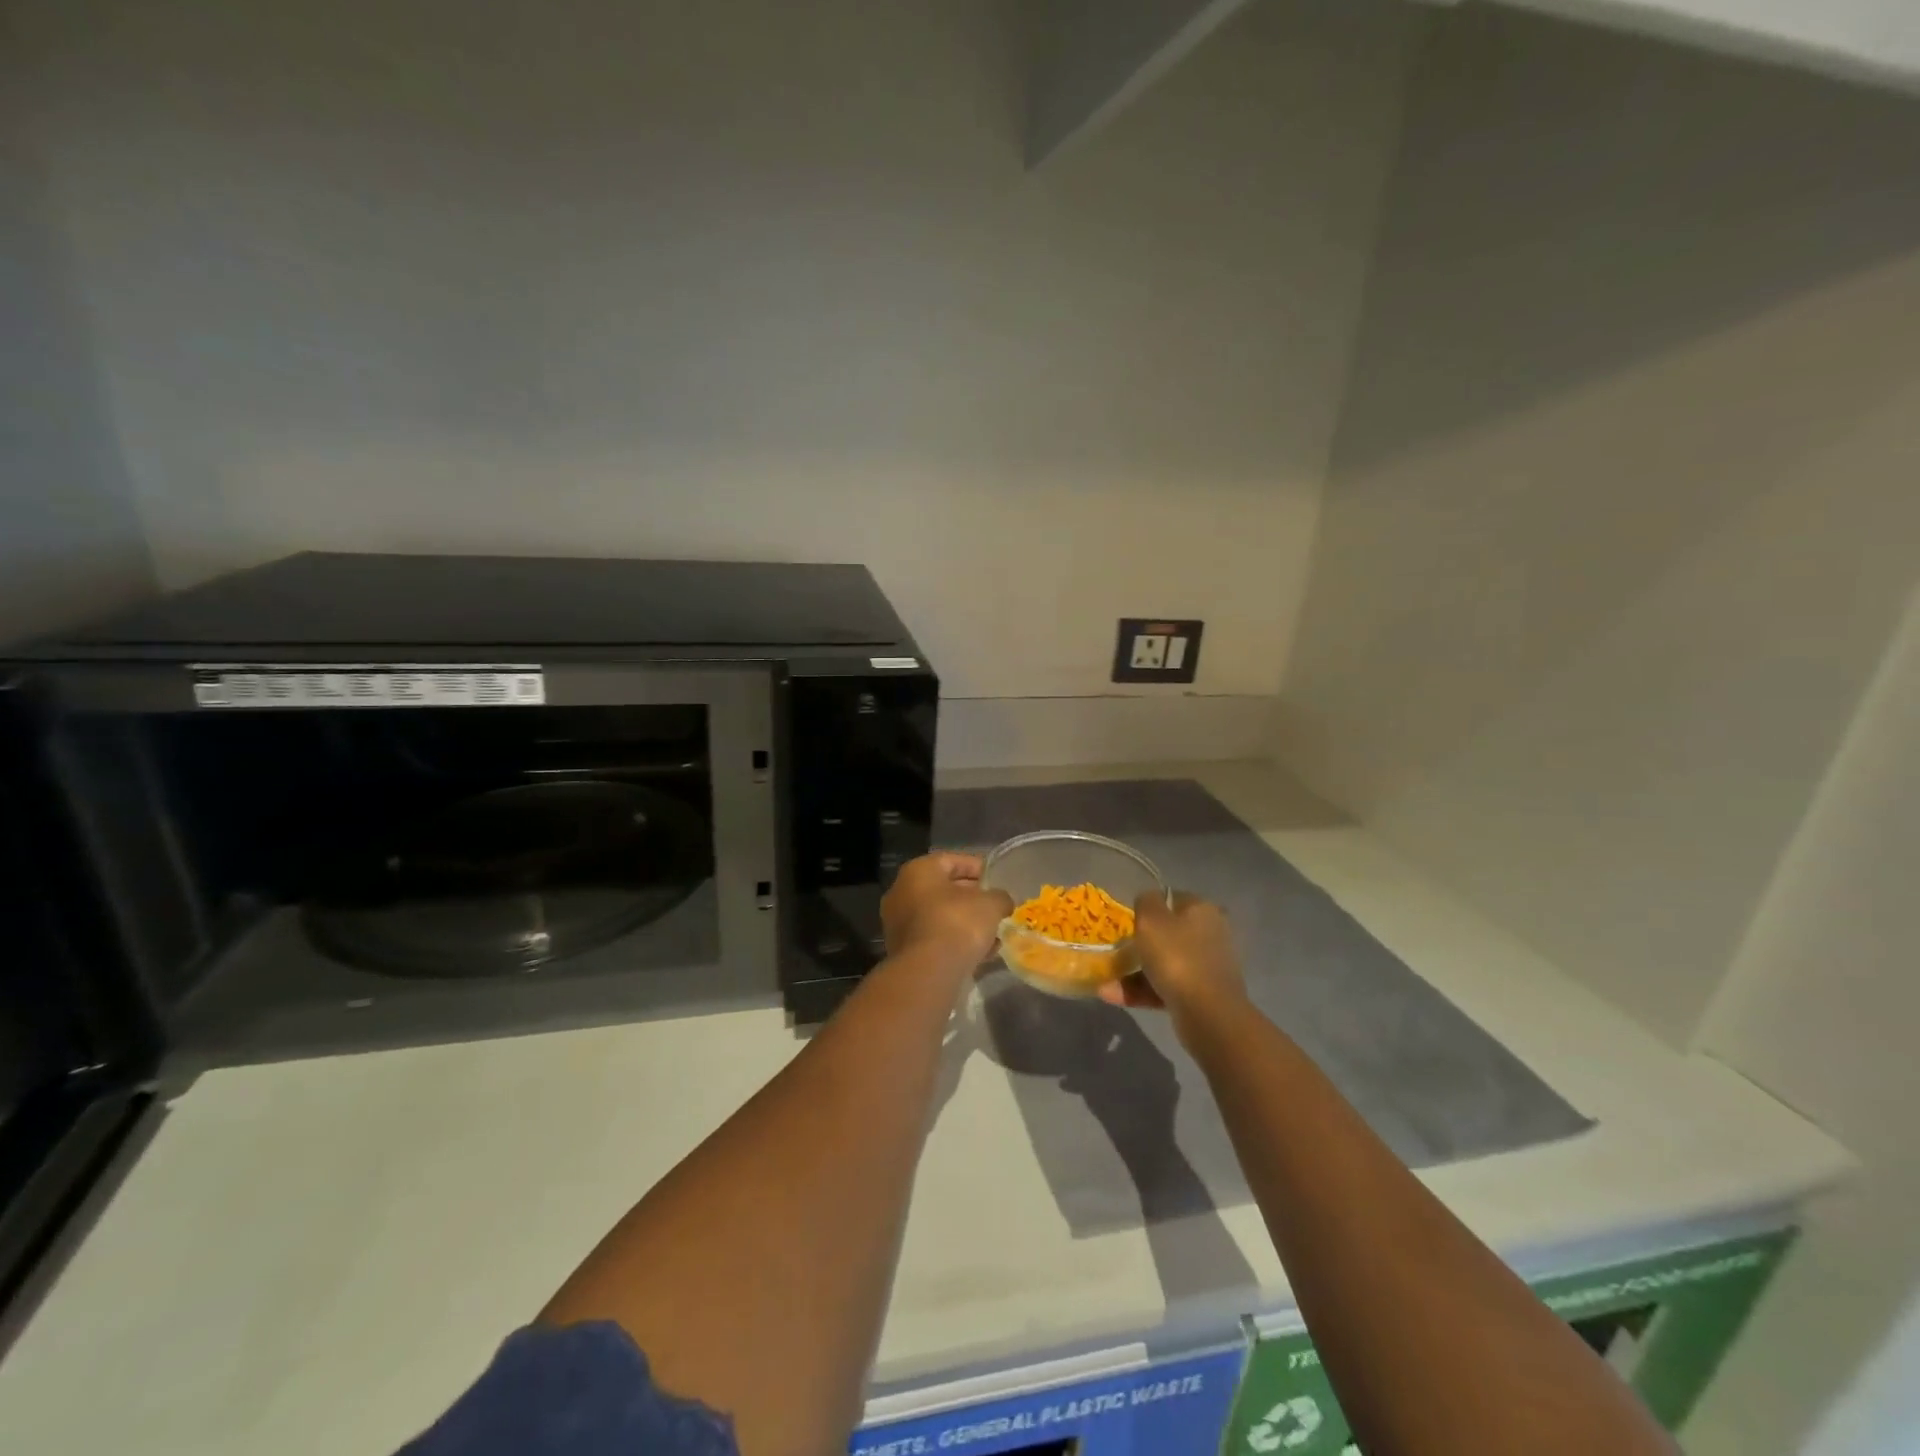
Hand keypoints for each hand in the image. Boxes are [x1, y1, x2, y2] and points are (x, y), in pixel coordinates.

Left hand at [881, 852, 1012, 974]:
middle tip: (996, 906)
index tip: (997, 879)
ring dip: (965, 922)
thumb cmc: (957, 923)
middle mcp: (902, 891)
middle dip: (972, 897)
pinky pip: (934, 937)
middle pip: (944, 888)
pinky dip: (955, 941)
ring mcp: (899, 922)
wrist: (928, 972)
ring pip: (939, 916)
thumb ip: (1000, 897)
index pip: (952, 860)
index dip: (977, 867)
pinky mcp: (903, 950)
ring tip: (993, 933)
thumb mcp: (990, 904)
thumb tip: (1003, 902)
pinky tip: (980, 953)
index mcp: (918, 870)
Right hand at [1099, 891, 1245, 1019]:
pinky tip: (1113, 996)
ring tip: (1104, 983)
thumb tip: (1147, 900)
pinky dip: (1142, 991)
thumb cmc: (1177, 957)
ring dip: (1134, 972)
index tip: (1126, 921)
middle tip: (1115, 951)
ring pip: (1164, 963)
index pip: (1171, 899)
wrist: (1208, 1015)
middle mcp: (1209, 934)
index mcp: (1202, 910)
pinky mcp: (1201, 995)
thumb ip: (1145, 901)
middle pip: (1167, 934)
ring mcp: (1206, 967)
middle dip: (1138, 944)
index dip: (1147, 907)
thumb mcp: (1151, 919)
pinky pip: (1166, 987)